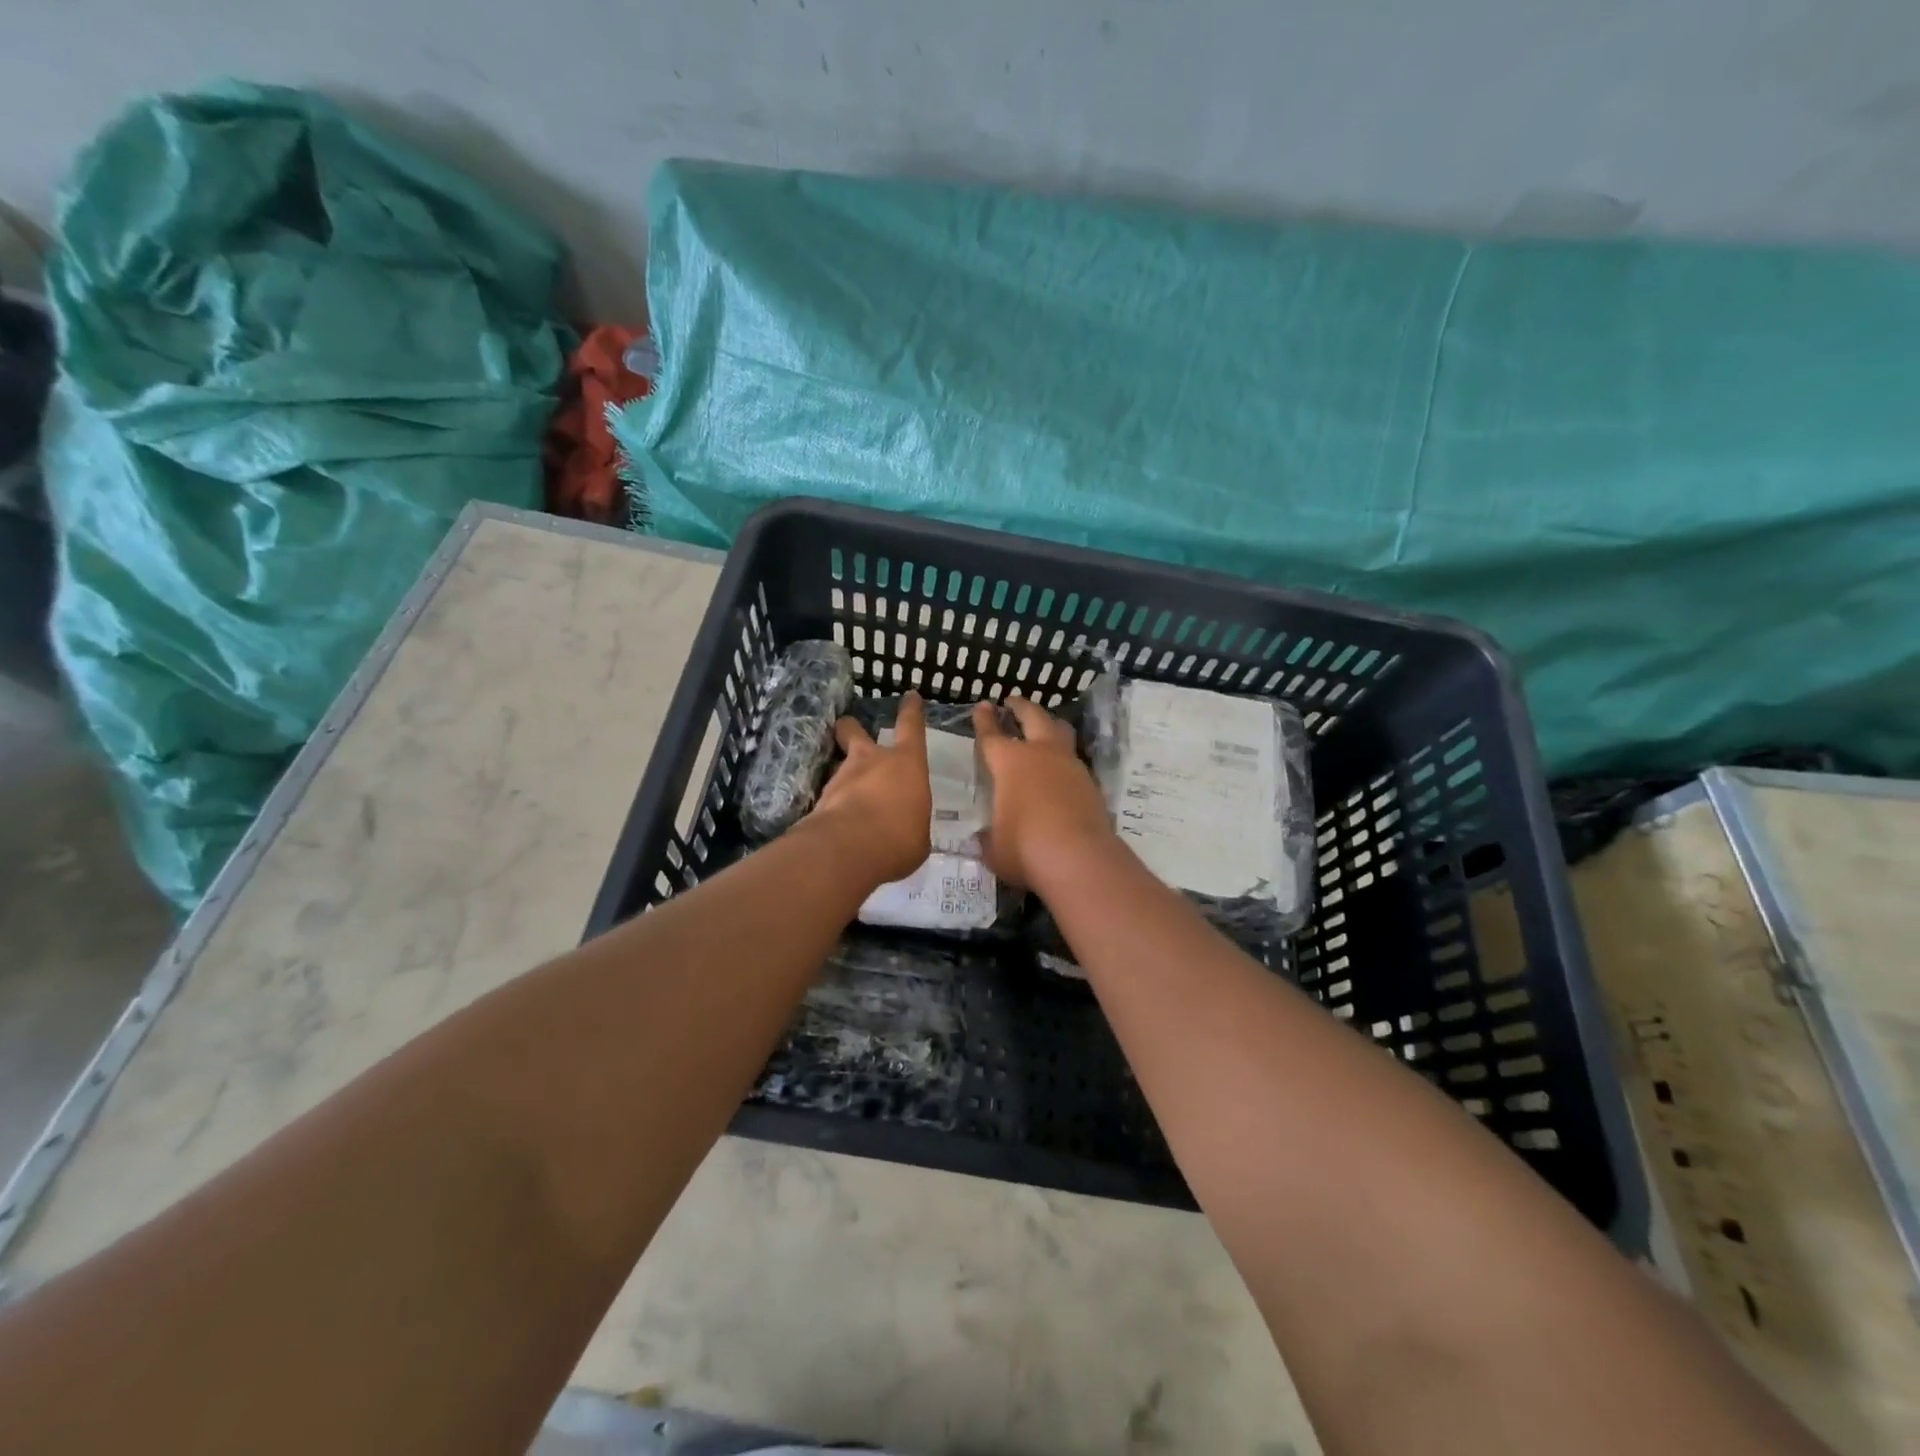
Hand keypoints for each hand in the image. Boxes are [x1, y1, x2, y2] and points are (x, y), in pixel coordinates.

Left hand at [808, 691, 932, 887]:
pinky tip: (833, 820)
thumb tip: (905, 828)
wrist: (848, 849)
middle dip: (850, 728)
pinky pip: (827, 795)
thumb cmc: (899, 838)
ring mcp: (840, 777)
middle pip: (854, 730)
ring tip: (842, 792)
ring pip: (836, 763)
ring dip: (840, 773)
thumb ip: (910, 824)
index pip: (911, 726)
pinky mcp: (818, 799)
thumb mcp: (918, 835)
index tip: (910, 696)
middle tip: (846, 730)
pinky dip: (830, 804)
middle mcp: (871, 761)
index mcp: (906, 764)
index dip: (911, 710)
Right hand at [972, 695, 1115, 889]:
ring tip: (1044, 725)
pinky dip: (1064, 758)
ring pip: (1060, 732)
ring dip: (1049, 725)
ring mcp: (1070, 766)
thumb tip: (984, 837)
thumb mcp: (994, 848)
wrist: (1079, 860)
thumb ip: (988, 838)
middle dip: (1021, 706)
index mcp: (1009, 763)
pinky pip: (1074, 760)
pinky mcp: (1091, 783)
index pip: (991, 735)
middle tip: (1013, 701)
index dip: (984, 720)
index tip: (982, 705)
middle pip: (1032, 716)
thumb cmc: (1025, 849)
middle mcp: (1041, 754)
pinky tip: (1060, 769)